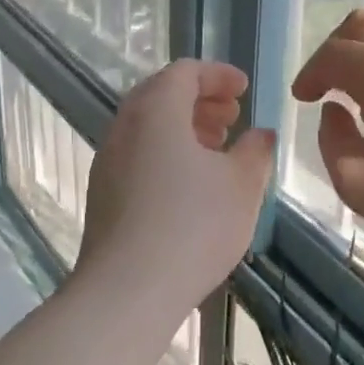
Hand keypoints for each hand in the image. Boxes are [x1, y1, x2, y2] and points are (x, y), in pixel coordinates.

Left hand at [79, 61, 275, 321]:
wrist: (126, 292)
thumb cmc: (192, 227)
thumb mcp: (242, 185)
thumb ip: (255, 151)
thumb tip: (260, 134)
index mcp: (155, 111)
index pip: (185, 72)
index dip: (218, 75)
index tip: (244, 91)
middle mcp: (124, 126)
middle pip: (162, 94)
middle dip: (200, 100)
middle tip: (232, 118)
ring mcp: (108, 161)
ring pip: (148, 126)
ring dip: (183, 127)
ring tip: (216, 151)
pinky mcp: (103, 193)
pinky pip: (137, 154)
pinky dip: (165, 152)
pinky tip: (190, 186)